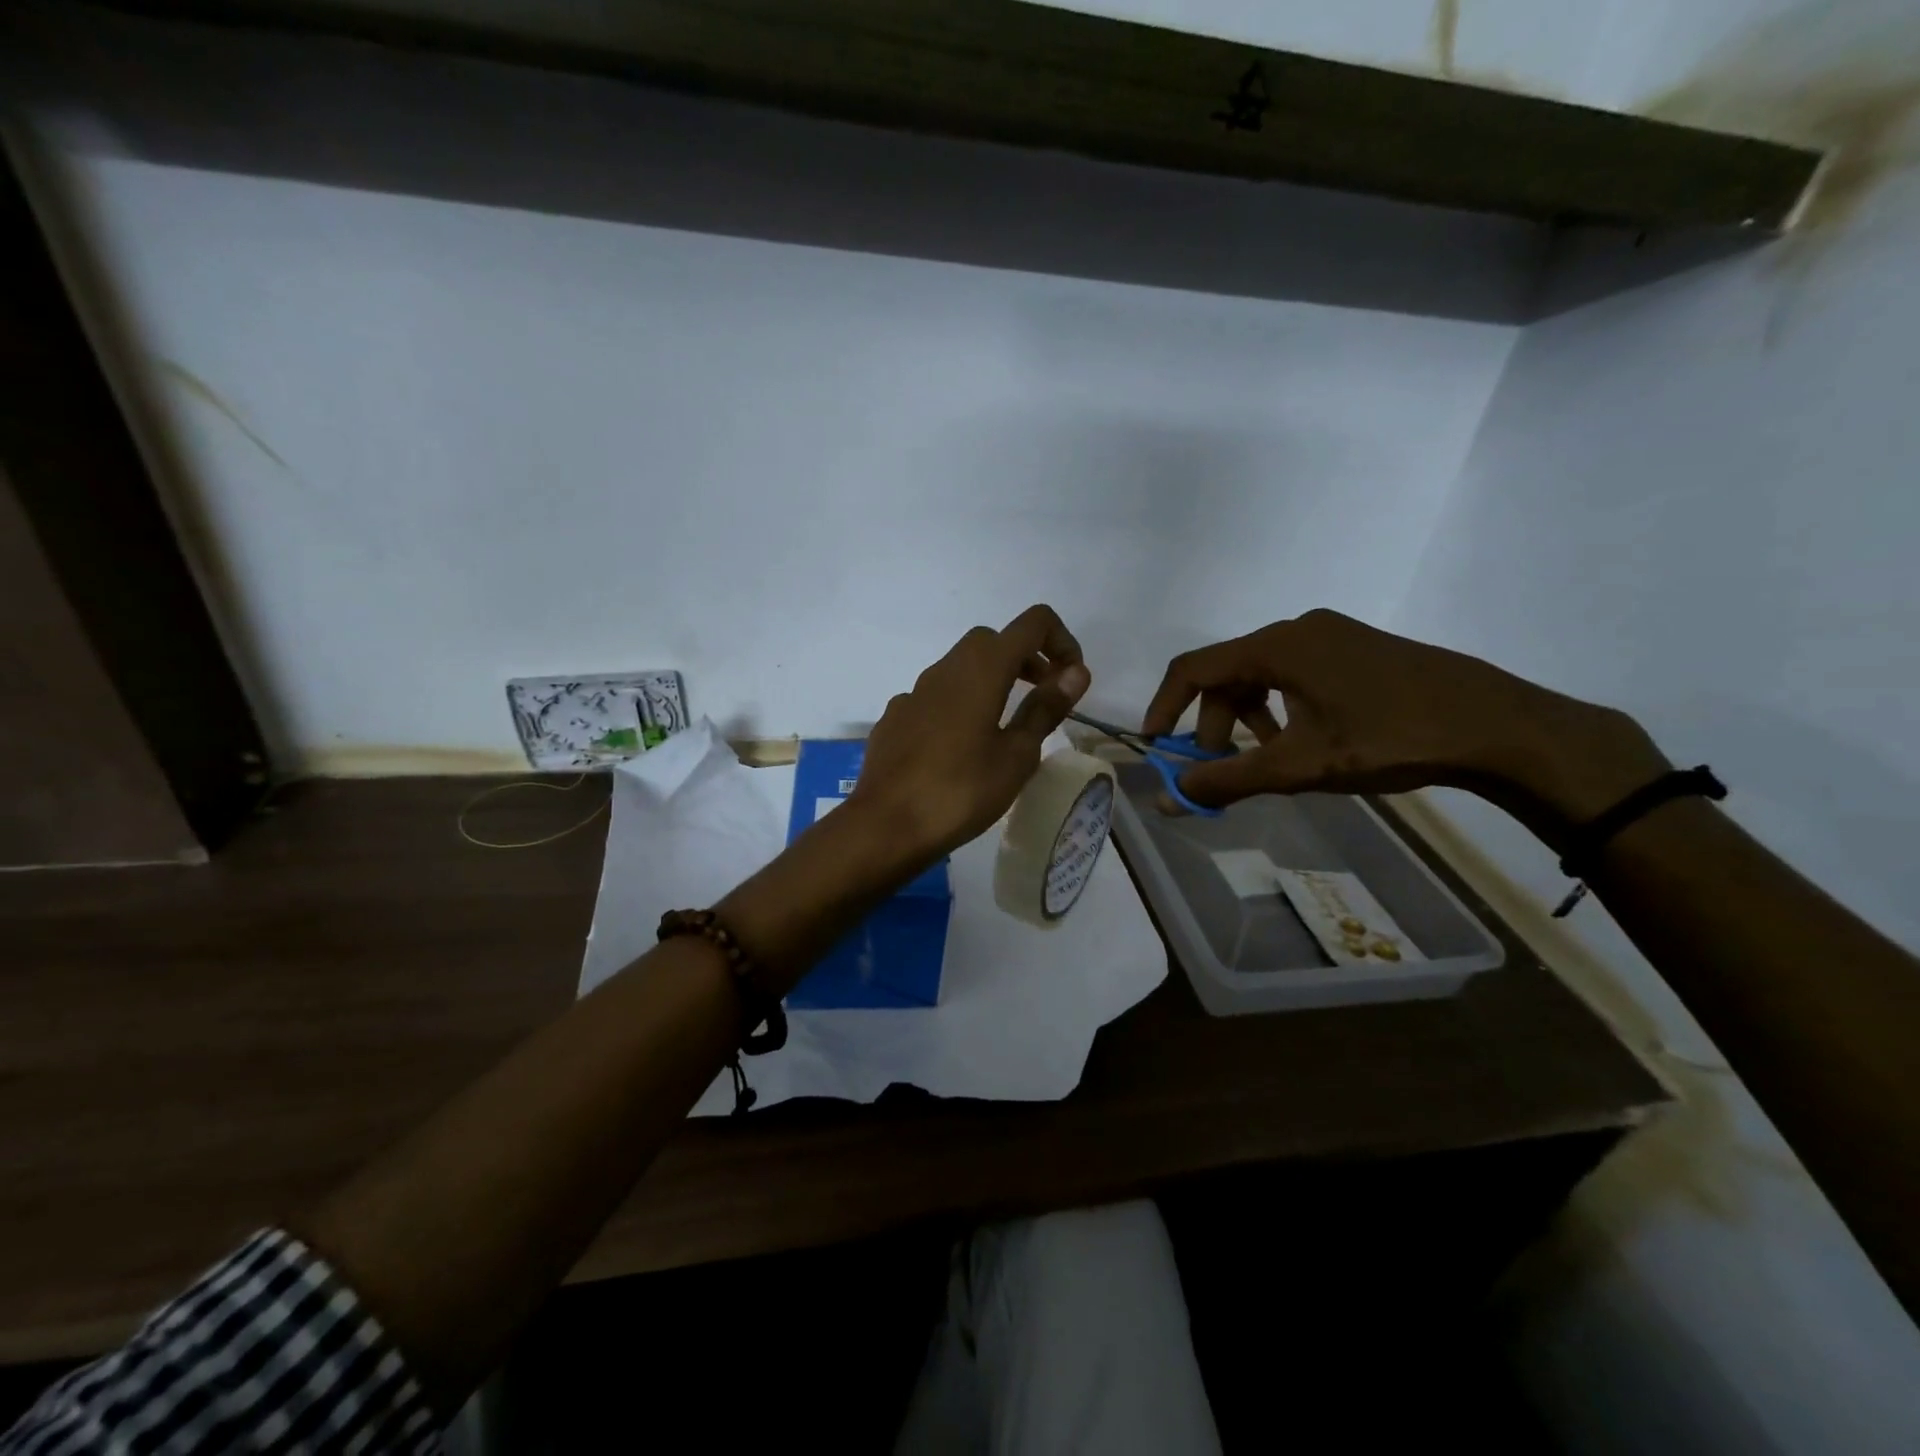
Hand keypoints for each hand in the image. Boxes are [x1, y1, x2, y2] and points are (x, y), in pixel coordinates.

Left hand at [849, 605, 1090, 858]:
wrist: (885, 825)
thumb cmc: (961, 792)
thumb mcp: (1017, 755)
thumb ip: (1045, 708)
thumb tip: (1076, 672)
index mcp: (982, 669)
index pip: (1033, 623)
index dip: (1061, 641)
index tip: (1070, 680)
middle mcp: (945, 668)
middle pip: (994, 641)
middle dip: (1026, 659)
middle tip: (1042, 698)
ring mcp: (914, 692)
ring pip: (961, 666)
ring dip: (992, 680)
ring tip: (1005, 725)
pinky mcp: (896, 717)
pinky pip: (936, 696)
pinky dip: (959, 704)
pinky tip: (960, 747)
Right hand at [1143, 610, 1669, 841]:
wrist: (1499, 726)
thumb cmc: (1390, 738)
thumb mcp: (1300, 765)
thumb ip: (1227, 780)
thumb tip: (1166, 800)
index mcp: (1277, 645)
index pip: (1193, 667)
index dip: (1165, 706)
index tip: (1155, 745)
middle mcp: (1297, 629)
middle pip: (1227, 674)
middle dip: (1212, 724)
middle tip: (1220, 769)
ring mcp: (1331, 635)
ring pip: (1261, 676)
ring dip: (1246, 719)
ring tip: (1262, 759)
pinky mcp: (1355, 649)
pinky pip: (1293, 674)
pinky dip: (1279, 709)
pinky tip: (1302, 740)